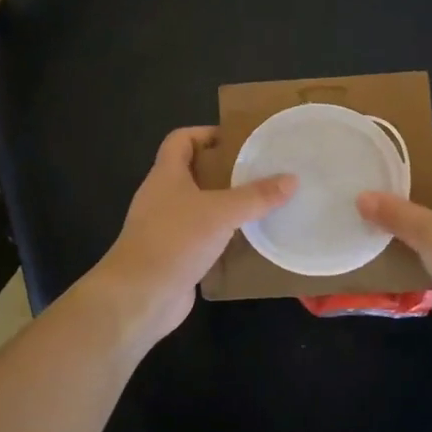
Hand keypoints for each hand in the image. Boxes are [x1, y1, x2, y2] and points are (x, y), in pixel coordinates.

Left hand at [84, 126, 295, 356]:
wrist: (139, 297)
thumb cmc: (174, 240)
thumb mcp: (221, 212)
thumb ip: (256, 196)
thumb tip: (292, 179)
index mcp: (166, 175)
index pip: (181, 139)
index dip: (207, 134)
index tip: (239, 141)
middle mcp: (163, 197)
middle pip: (194, 173)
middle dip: (226, 172)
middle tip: (261, 173)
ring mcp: (166, 228)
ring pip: (200, 208)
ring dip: (227, 206)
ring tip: (263, 205)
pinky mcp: (174, 256)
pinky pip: (203, 238)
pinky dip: (223, 238)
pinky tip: (249, 242)